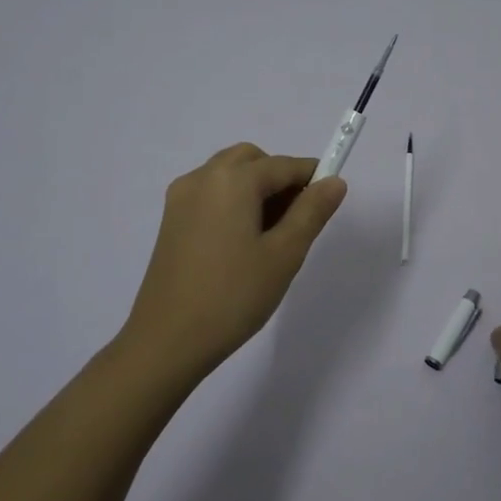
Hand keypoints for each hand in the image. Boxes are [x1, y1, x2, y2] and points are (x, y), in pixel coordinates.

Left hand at [118, 143, 347, 377]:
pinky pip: (210, 194)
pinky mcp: (170, 220)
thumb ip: (311, 212)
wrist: (167, 341)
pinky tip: (242, 243)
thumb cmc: (233, 296)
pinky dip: (233, 202)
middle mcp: (202, 178)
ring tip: (271, 236)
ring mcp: (181, 198)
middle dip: (279, 178)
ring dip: (255, 189)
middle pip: (252, 160)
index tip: (329, 203)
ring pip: (229, 175)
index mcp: (232, 180)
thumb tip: (334, 181)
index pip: (283, 165)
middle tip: (297, 220)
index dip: (312, 177)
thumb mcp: (284, 254)